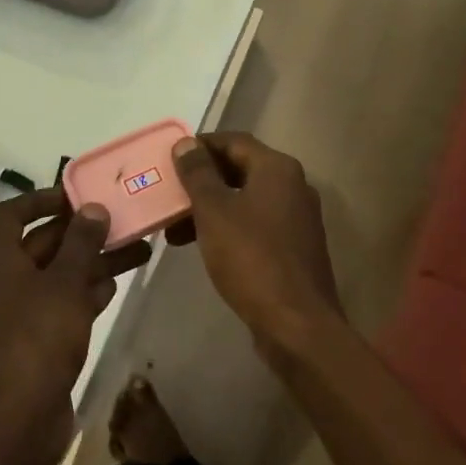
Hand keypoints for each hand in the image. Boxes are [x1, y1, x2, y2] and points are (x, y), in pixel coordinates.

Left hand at [0, 187, 149, 464]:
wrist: (17, 420)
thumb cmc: (37, 340)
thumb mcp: (64, 284)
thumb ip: (81, 243)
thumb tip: (92, 208)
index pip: (10, 214)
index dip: (41, 199)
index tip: (78, 195)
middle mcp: (6, 281)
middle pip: (44, 243)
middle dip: (83, 232)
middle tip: (124, 220)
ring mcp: (22, 313)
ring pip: (60, 275)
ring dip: (94, 262)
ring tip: (138, 250)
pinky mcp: (39, 340)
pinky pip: (64, 304)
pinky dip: (87, 293)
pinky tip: (116, 287)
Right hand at [169, 133, 342, 350]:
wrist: (296, 323)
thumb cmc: (252, 259)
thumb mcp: (215, 212)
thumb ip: (198, 175)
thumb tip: (186, 144)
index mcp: (278, 169)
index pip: (234, 141)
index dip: (200, 146)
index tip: (169, 159)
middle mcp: (293, 187)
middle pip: (241, 170)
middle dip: (201, 181)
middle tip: (168, 194)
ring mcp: (297, 219)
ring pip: (246, 200)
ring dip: (210, 208)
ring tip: (174, 230)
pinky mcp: (294, 248)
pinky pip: (255, 225)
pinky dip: (228, 228)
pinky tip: (203, 247)